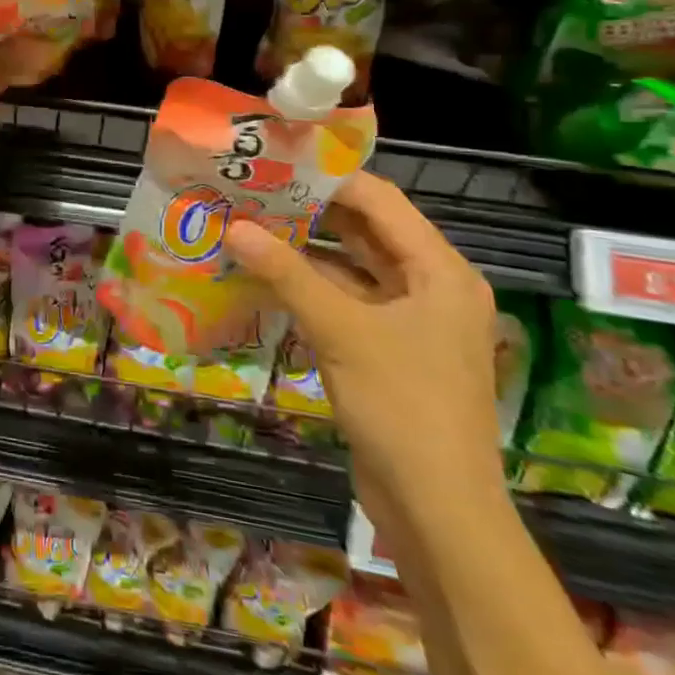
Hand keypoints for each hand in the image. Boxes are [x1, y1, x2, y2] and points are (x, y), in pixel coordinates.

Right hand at [226, 173, 503, 504]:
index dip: (328, 179)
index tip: (273, 164)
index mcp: (440, 271)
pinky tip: (264, 276)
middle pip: (366, 232)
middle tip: (252, 192)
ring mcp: (410, 321)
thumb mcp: (342, 331)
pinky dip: (309, 287)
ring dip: (305, 250)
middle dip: (310, 212)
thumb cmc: (402, 406)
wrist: (438, 510)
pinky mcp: (388, 350)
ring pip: (352, 268)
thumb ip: (287, 274)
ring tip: (249, 225)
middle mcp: (431, 287)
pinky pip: (346, 302)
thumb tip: (233, 227)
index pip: (381, 201)